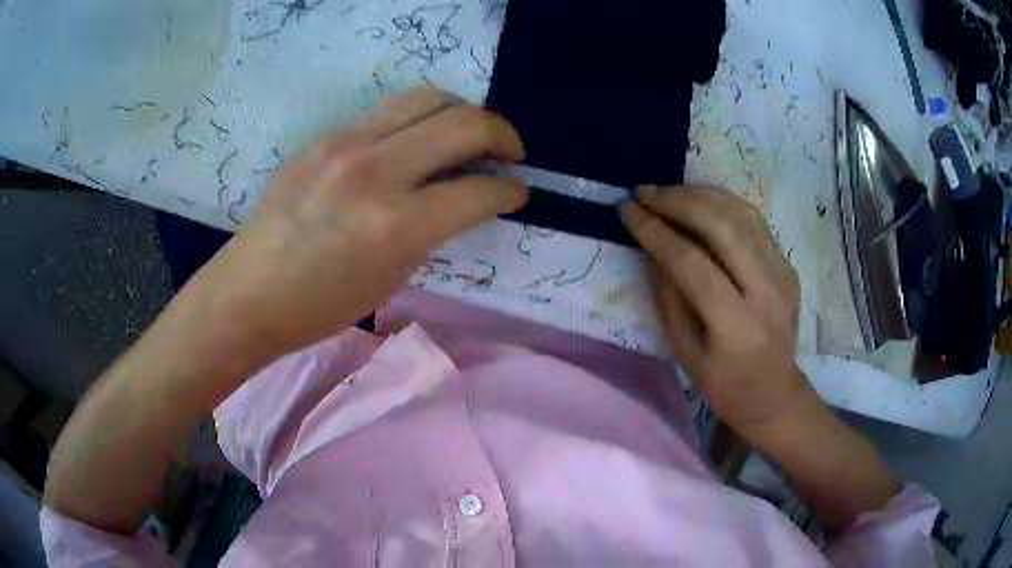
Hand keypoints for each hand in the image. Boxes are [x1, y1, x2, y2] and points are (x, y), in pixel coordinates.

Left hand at [188, 89, 527, 355]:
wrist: (249, 291)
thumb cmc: (320, 306)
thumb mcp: (392, 277)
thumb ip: (436, 229)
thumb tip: (467, 198)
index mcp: (396, 225)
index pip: (479, 189)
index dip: (511, 190)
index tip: (518, 192)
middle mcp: (376, 170)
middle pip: (465, 121)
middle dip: (503, 136)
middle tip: (508, 156)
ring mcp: (347, 144)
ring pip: (429, 98)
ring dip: (463, 114)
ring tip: (468, 139)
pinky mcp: (327, 136)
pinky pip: (390, 111)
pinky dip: (421, 121)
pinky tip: (417, 145)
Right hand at [621, 186, 812, 434]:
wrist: (775, 394)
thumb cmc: (724, 385)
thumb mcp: (685, 352)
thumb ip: (669, 297)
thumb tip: (653, 249)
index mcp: (736, 325)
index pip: (692, 263)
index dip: (656, 232)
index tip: (628, 211)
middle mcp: (766, 291)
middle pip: (722, 227)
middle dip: (678, 202)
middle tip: (645, 193)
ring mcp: (783, 274)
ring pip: (742, 214)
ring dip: (701, 195)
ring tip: (668, 193)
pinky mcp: (788, 265)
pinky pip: (754, 222)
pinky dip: (723, 204)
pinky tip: (700, 203)